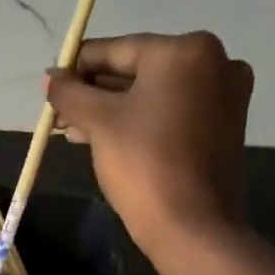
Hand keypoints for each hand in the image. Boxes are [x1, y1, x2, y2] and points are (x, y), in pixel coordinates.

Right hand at [45, 31, 254, 254]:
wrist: (190, 224)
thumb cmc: (143, 163)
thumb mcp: (98, 122)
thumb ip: (70, 93)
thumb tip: (51, 79)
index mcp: (185, 51)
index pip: (116, 50)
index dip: (77, 68)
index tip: (50, 87)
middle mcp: (214, 62)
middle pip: (137, 70)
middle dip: (95, 92)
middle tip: (60, 115)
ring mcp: (224, 95)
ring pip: (153, 94)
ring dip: (113, 109)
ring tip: (76, 131)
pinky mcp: (224, 126)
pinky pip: (171, 112)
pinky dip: (140, 121)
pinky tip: (109, 139)